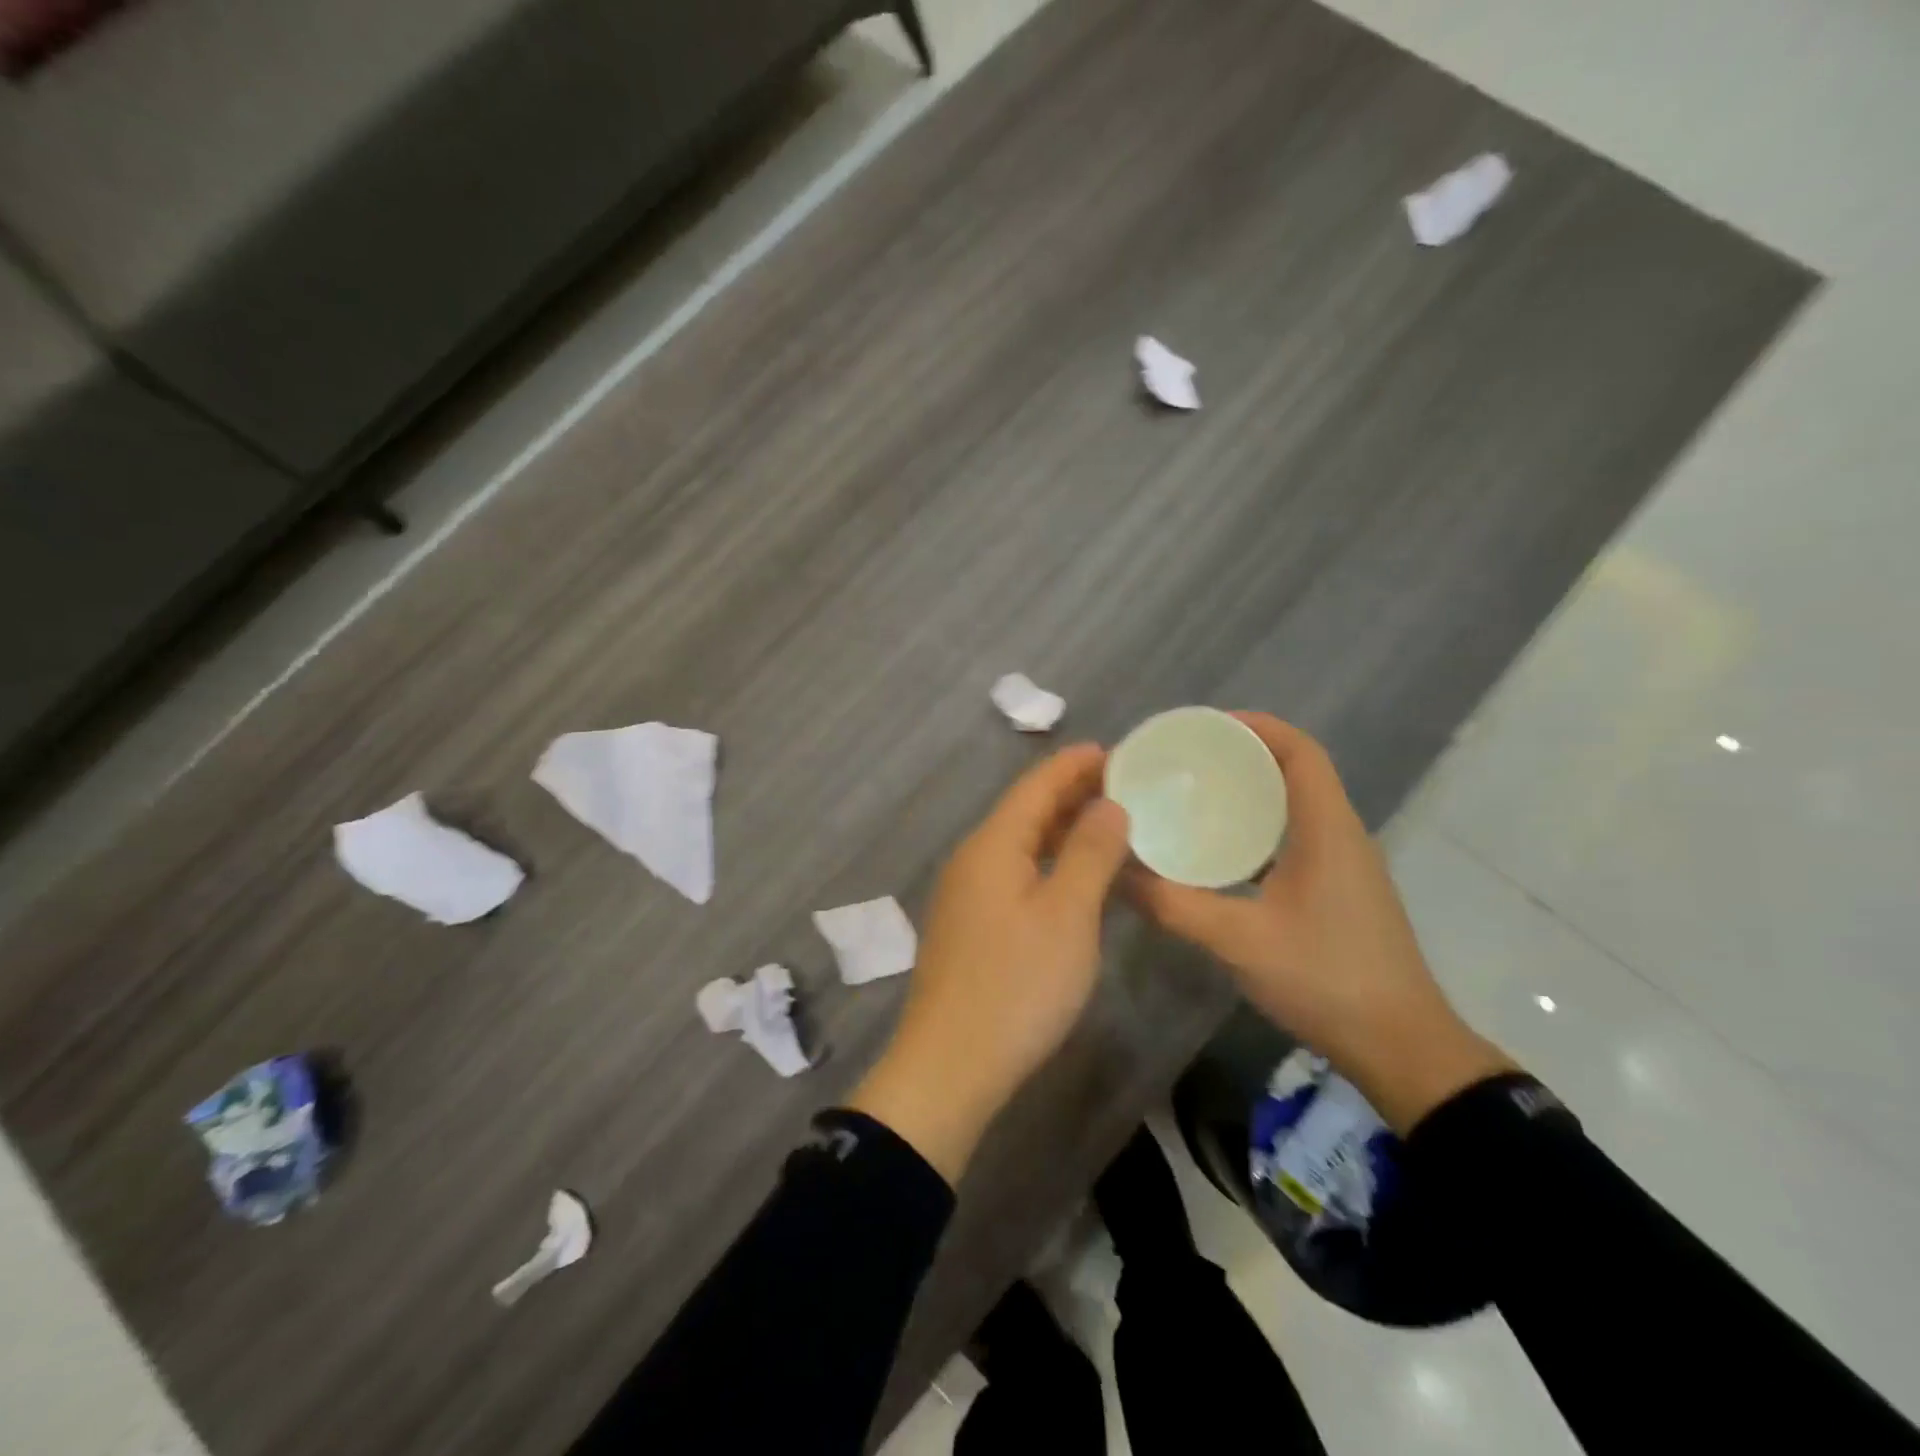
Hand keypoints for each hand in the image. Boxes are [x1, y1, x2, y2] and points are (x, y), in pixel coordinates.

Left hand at [848, 744, 1131, 1183]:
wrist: (950, 1066)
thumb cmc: (1017, 985)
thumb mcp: (1067, 915)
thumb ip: (1089, 853)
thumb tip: (1108, 804)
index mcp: (992, 845)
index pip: (1036, 786)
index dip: (1074, 765)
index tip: (1116, 750)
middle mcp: (972, 859)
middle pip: (1024, 811)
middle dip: (1070, 793)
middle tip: (1123, 784)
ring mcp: (965, 894)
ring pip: (1018, 844)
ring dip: (1059, 829)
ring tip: (1106, 823)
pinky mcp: (969, 926)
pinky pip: (1012, 873)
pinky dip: (1046, 862)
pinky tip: (1071, 876)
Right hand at [1127, 713, 1512, 1132]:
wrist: (1401, 1047)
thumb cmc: (1326, 979)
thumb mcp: (1239, 940)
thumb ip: (1174, 904)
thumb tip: (1116, 872)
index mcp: (1327, 828)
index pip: (1299, 751)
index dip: (1256, 727)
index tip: (1203, 728)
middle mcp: (1341, 833)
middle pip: (1295, 770)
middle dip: (1241, 755)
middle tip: (1184, 761)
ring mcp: (1345, 863)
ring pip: (1295, 804)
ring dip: (1251, 790)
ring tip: (1194, 794)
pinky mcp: (1340, 889)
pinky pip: (1296, 835)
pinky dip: (1259, 826)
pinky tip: (1220, 849)